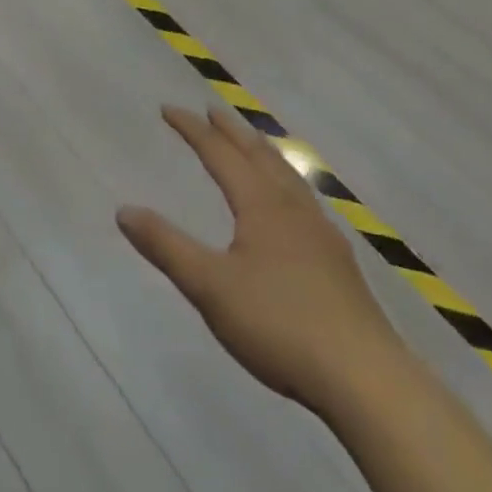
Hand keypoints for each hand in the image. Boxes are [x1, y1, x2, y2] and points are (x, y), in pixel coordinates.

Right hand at [117, 106, 406, 414]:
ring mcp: (322, 236)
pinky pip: (305, 201)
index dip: (193, 130)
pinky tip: (292, 206)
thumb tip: (123, 210)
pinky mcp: (339, 264)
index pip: (221, 154)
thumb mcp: (210, 286)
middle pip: (260, 156)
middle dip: (232, 131)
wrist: (368, 382)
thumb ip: (166, 246)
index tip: (168, 109)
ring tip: (253, 143)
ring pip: (288, 177)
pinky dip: (286, 182)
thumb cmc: (280, 324)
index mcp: (262, 205)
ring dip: (263, 152)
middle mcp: (293, 209)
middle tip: (212, 110)